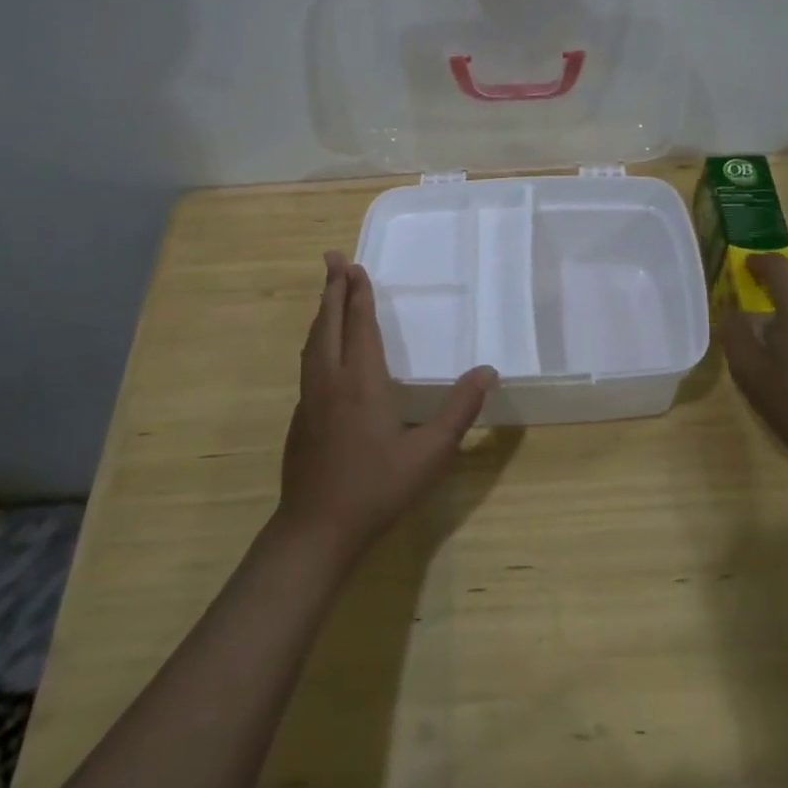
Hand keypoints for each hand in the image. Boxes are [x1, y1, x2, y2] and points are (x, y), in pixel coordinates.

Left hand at [277, 251, 497, 561]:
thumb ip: (459, 410)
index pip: (359, 325)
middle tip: (332, 257)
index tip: (353, 265)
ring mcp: (309, 399)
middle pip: (328, 323)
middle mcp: (331, 380)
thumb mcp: (431, 452)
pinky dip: (316, 340)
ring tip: (328, 294)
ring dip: (322, 312)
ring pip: (313, 342)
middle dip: (332, 288)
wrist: (317, 529)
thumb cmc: (377, 487)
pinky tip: (322, 350)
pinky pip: (308, 363)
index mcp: (361, 381)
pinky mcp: (300, 418)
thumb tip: (487, 371)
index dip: (358, 294)